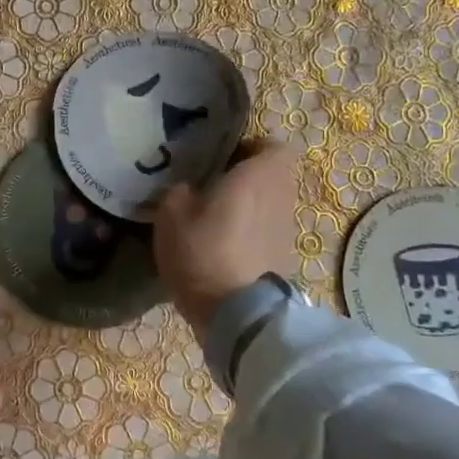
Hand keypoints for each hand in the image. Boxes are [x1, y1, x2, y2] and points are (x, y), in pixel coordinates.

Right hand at [152, 139, 303, 333]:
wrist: (235, 312)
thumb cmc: (203, 249)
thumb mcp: (171, 213)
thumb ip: (180, 190)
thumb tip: (189, 189)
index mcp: (260, 174)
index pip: (273, 145)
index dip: (250, 148)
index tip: (223, 159)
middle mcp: (282, 196)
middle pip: (272, 176)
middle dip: (247, 178)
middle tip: (212, 187)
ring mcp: (287, 229)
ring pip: (270, 204)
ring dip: (248, 207)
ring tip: (214, 218)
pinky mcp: (284, 258)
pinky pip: (266, 232)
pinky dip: (250, 234)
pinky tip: (222, 246)